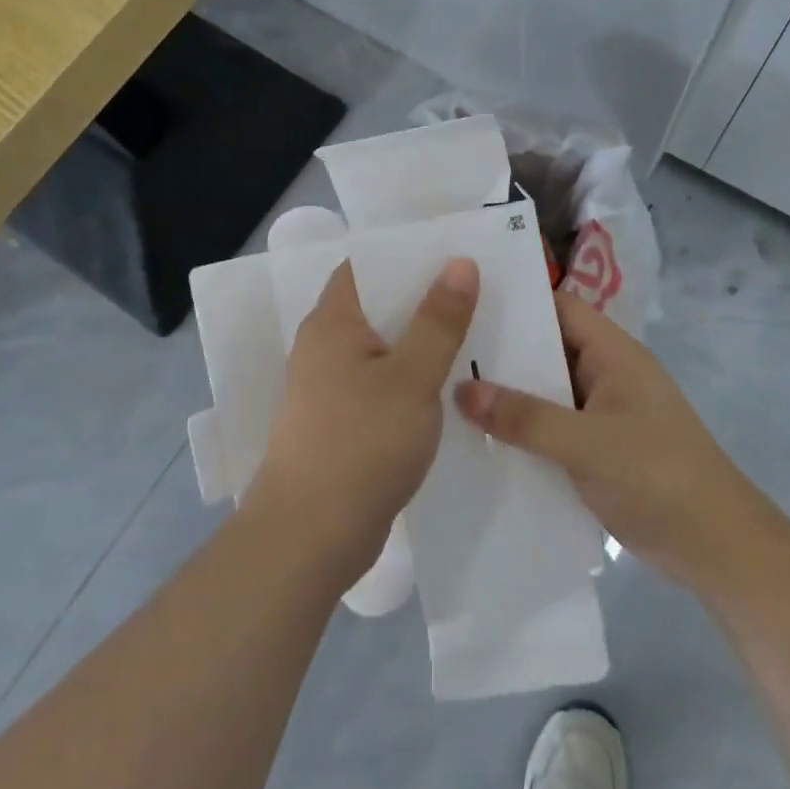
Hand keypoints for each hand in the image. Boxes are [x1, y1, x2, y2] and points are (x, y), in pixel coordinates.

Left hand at [248, 257, 478, 584]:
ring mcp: (329, 387)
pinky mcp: (339, 423)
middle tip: (479, 290)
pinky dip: (411, 377)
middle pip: (378, 305)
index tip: (455, 251)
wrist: (310, 537)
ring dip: (421, 340)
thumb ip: (439, 320)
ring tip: (475, 332)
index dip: (408, 254)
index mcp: (332, 322)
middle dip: (425, 296)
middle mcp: (323, 347)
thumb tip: (460, 262)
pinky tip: (448, 386)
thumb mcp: (412, 377)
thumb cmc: (361, 444)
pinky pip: (381, 383)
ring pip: (382, 347)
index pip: (366, 265)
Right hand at [454, 293, 762, 589]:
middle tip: (441, 350)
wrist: (716, 549)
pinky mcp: (598, 450)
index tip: (463, 302)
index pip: (560, 308)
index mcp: (614, 354)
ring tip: (446, 391)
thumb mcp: (587, 444)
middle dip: (502, 351)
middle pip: (548, 350)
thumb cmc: (658, 477)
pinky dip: (522, 430)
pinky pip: (552, 428)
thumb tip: (460, 391)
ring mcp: (603, 414)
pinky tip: (480, 439)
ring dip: (508, 395)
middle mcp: (607, 375)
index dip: (517, 302)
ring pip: (547, 392)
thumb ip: (525, 418)